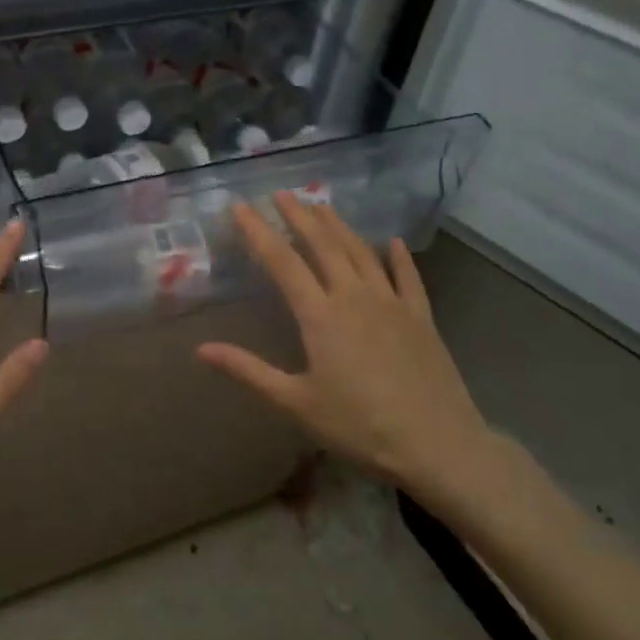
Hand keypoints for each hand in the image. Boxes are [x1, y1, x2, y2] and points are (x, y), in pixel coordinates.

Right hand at [196, 193, 499, 519]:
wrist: (438, 446)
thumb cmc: (359, 426)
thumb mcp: (295, 403)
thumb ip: (248, 370)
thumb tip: (201, 349)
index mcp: (320, 315)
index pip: (282, 262)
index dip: (258, 232)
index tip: (241, 207)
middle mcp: (355, 297)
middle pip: (323, 245)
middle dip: (299, 216)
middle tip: (282, 194)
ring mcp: (392, 304)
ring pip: (361, 253)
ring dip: (339, 226)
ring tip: (322, 205)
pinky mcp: (421, 318)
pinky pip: (408, 278)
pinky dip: (398, 257)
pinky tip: (393, 242)